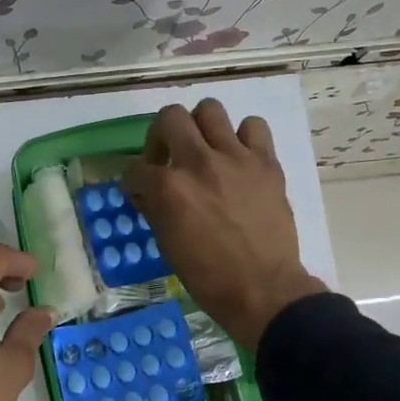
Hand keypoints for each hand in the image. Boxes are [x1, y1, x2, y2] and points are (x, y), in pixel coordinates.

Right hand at [126, 100, 326, 347]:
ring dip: (201, 127)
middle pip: (170, 117)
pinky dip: (243, 137)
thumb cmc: (208, 277)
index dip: (133, 180)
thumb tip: (147, 192)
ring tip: (205, 149)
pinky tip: (239, 157)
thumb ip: (154, 209)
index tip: (140, 189)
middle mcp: (199, 162)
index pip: (135, 168)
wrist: (263, 290)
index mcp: (169, 188)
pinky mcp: (266, 162)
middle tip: (169, 156)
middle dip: (161, 135)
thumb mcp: (167, 245)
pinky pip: (254, 127)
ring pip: (210, 110)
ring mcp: (235, 158)